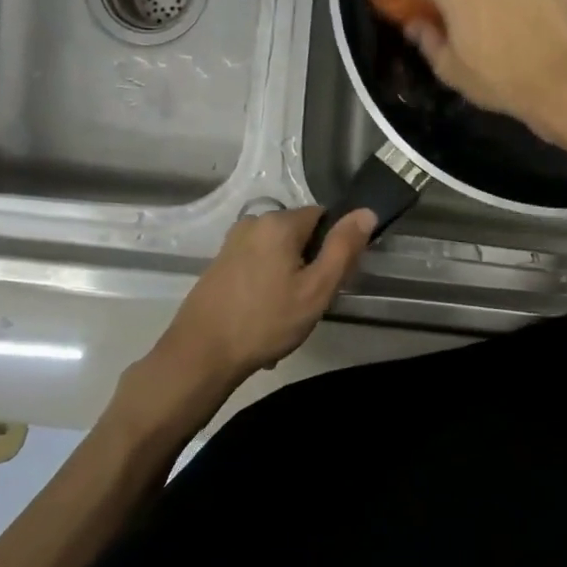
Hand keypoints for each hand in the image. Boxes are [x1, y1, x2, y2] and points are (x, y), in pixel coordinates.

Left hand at [153, 206, 375, 390]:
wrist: (201, 354)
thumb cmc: (266, 321)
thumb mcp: (316, 289)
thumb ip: (343, 248)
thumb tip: (366, 212)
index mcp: (278, 223)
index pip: (323, 216)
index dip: (334, 246)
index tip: (330, 279)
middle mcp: (253, 222)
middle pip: (300, 235)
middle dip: (310, 264)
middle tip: (308, 302)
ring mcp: (232, 243)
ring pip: (279, 253)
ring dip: (288, 278)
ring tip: (285, 315)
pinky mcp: (220, 263)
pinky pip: (258, 266)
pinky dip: (267, 286)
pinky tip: (264, 317)